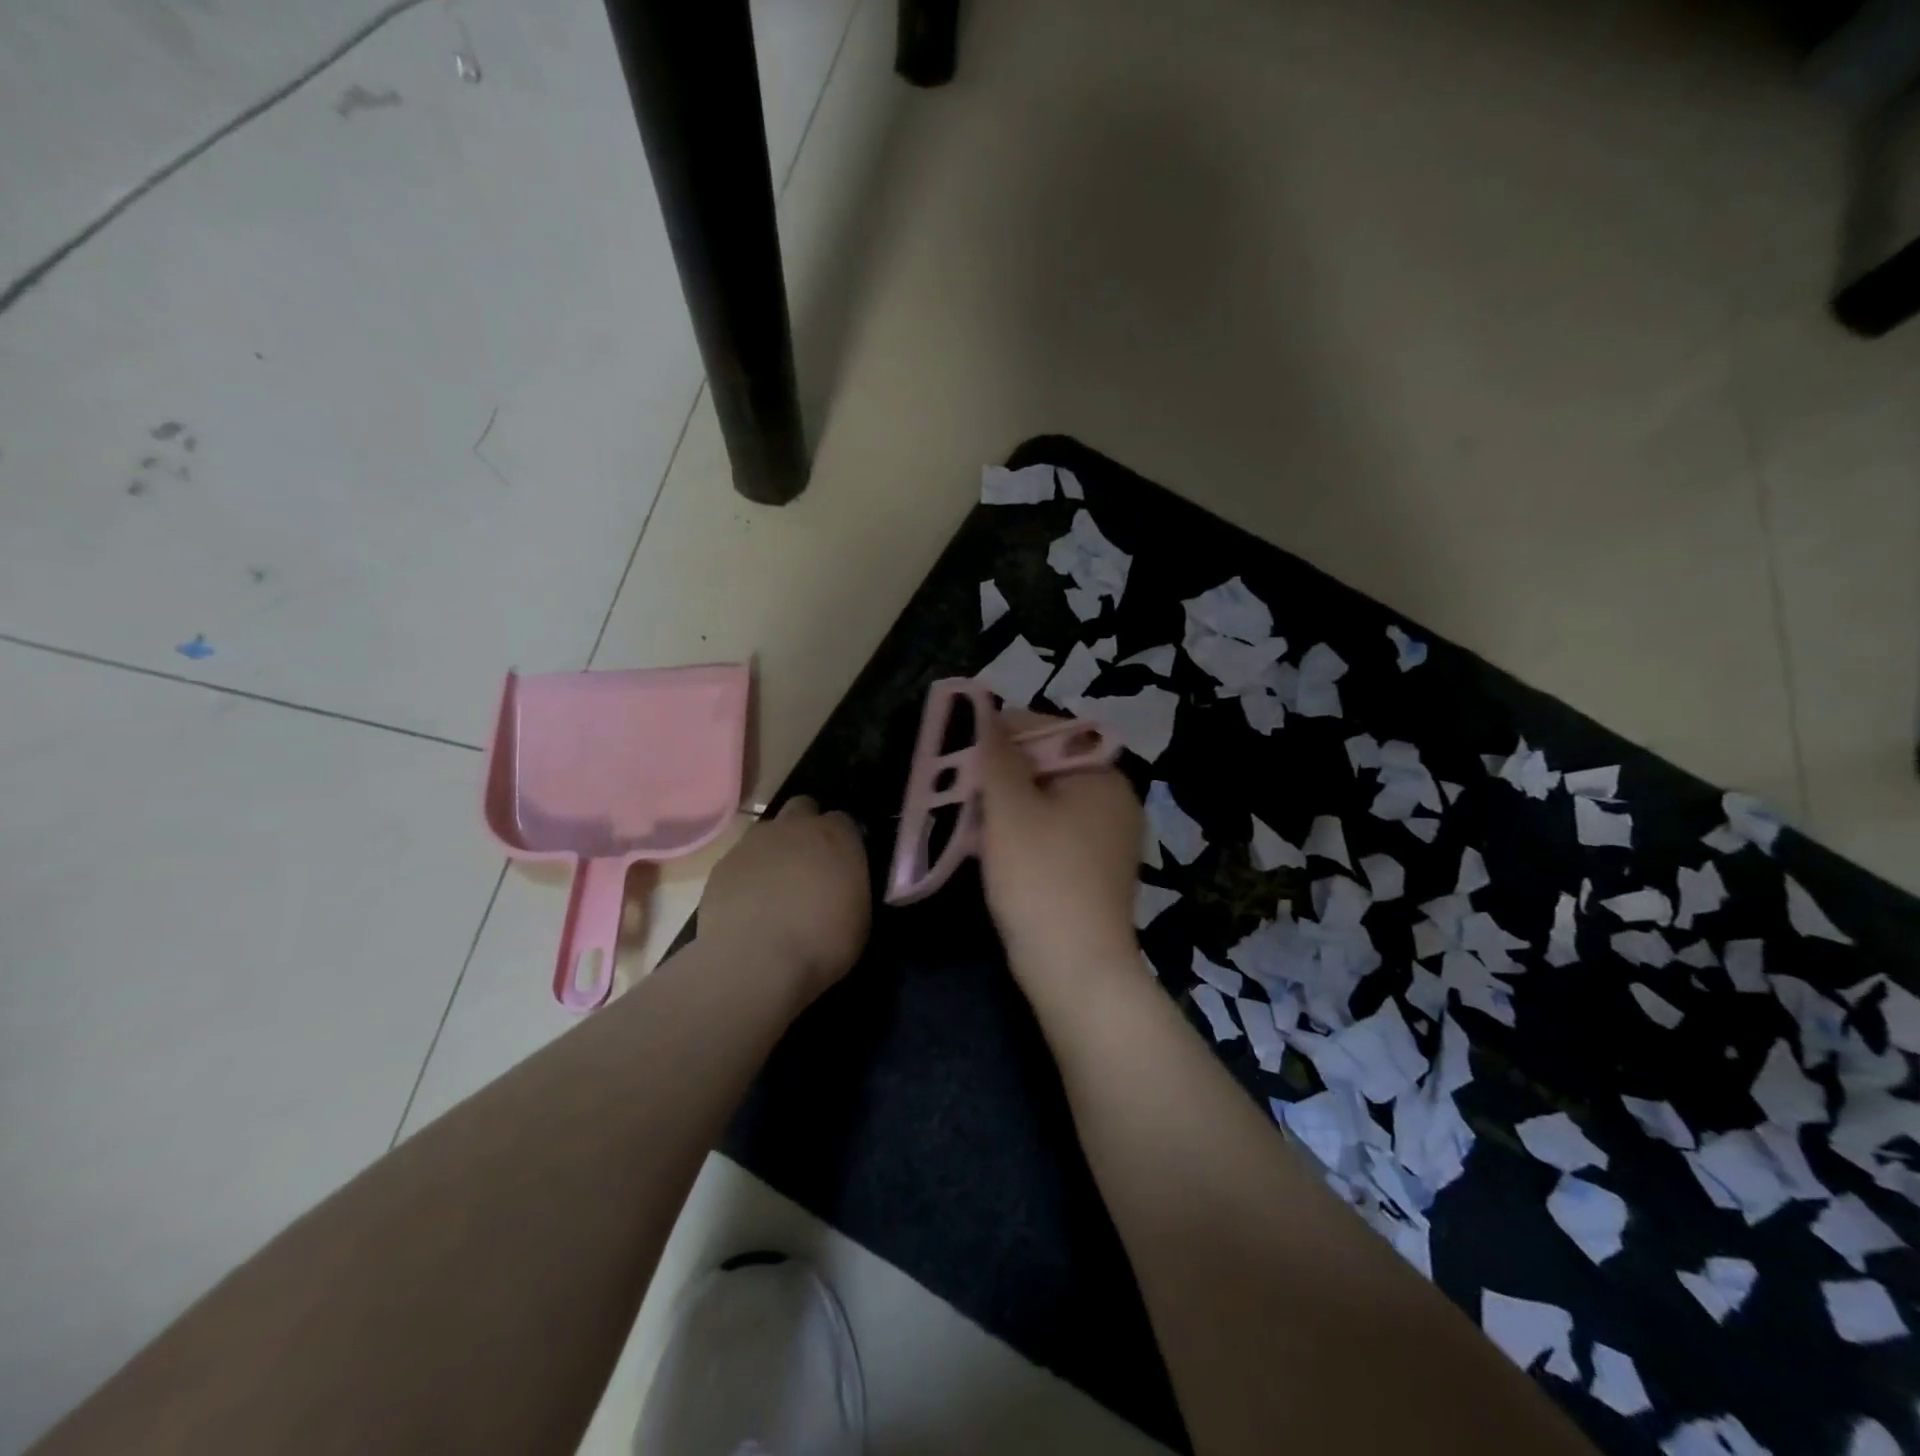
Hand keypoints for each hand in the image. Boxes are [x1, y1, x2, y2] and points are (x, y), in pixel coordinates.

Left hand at [697, 797, 870, 1004]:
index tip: (843, 863)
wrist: (755, 962)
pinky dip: (747, 875)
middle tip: (810, 863)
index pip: (844, 820)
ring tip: (776, 887)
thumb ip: (851, 886)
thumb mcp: (859, 917)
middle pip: (803, 808)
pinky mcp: (722, 864)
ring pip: (768, 832)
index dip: (843, 840)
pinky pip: (740, 860)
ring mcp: (754, 842)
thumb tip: (844, 884)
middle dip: (807, 827)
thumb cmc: (822, 942)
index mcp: (836, 836)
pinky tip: (749, 905)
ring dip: (775, 850)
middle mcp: (795, 826)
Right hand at [975, 709, 1143, 991]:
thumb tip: (983, 706)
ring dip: (1004, 806)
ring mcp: (1107, 837)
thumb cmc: (1041, 878)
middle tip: (958, 790)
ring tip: (967, 819)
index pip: (1046, 729)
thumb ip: (995, 753)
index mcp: (1101, 774)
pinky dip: (1021, 834)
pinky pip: (1052, 833)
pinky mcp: (1094, 869)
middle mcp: (1113, 799)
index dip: (999, 734)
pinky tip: (991, 849)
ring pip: (1044, 802)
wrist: (1075, 970)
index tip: (959, 754)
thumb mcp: (1009, 808)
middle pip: (1044, 766)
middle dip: (998, 775)